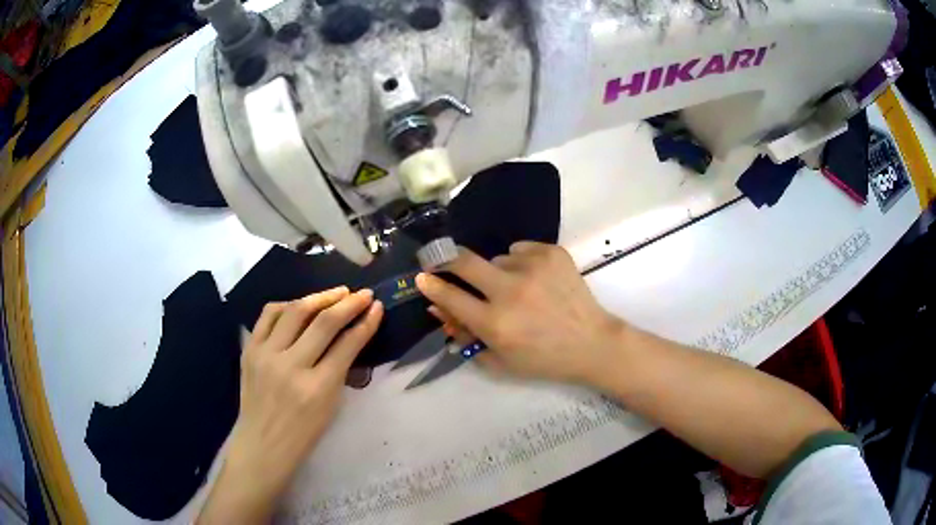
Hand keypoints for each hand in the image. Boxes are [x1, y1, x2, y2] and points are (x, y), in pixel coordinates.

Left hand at [198, 287, 382, 523]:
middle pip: (323, 322)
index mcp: (317, 388)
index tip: (376, 307)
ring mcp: (265, 355)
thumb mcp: (331, 405)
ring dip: (319, 297)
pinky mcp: (249, 349)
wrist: (262, 443)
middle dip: (347, 303)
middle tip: (361, 294)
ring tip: (335, 294)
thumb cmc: (303, 433)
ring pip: (294, 311)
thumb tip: (351, 335)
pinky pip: (268, 315)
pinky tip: (300, 305)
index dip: (365, 322)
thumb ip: (340, 369)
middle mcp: (290, 366)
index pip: (346, 345)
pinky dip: (287, 305)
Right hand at [416, 242, 626, 383]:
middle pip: (463, 261)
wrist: (592, 343)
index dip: (431, 284)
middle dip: (446, 258)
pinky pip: (520, 250)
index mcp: (495, 323)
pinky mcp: (552, 253)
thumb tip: (440, 308)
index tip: (422, 276)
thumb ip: (466, 336)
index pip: (450, 296)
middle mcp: (510, 291)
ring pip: (497, 259)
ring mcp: (533, 267)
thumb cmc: (543, 359)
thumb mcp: (499, 361)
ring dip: (497, 272)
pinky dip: (521, 262)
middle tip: (444, 260)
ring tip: (519, 289)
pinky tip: (537, 280)